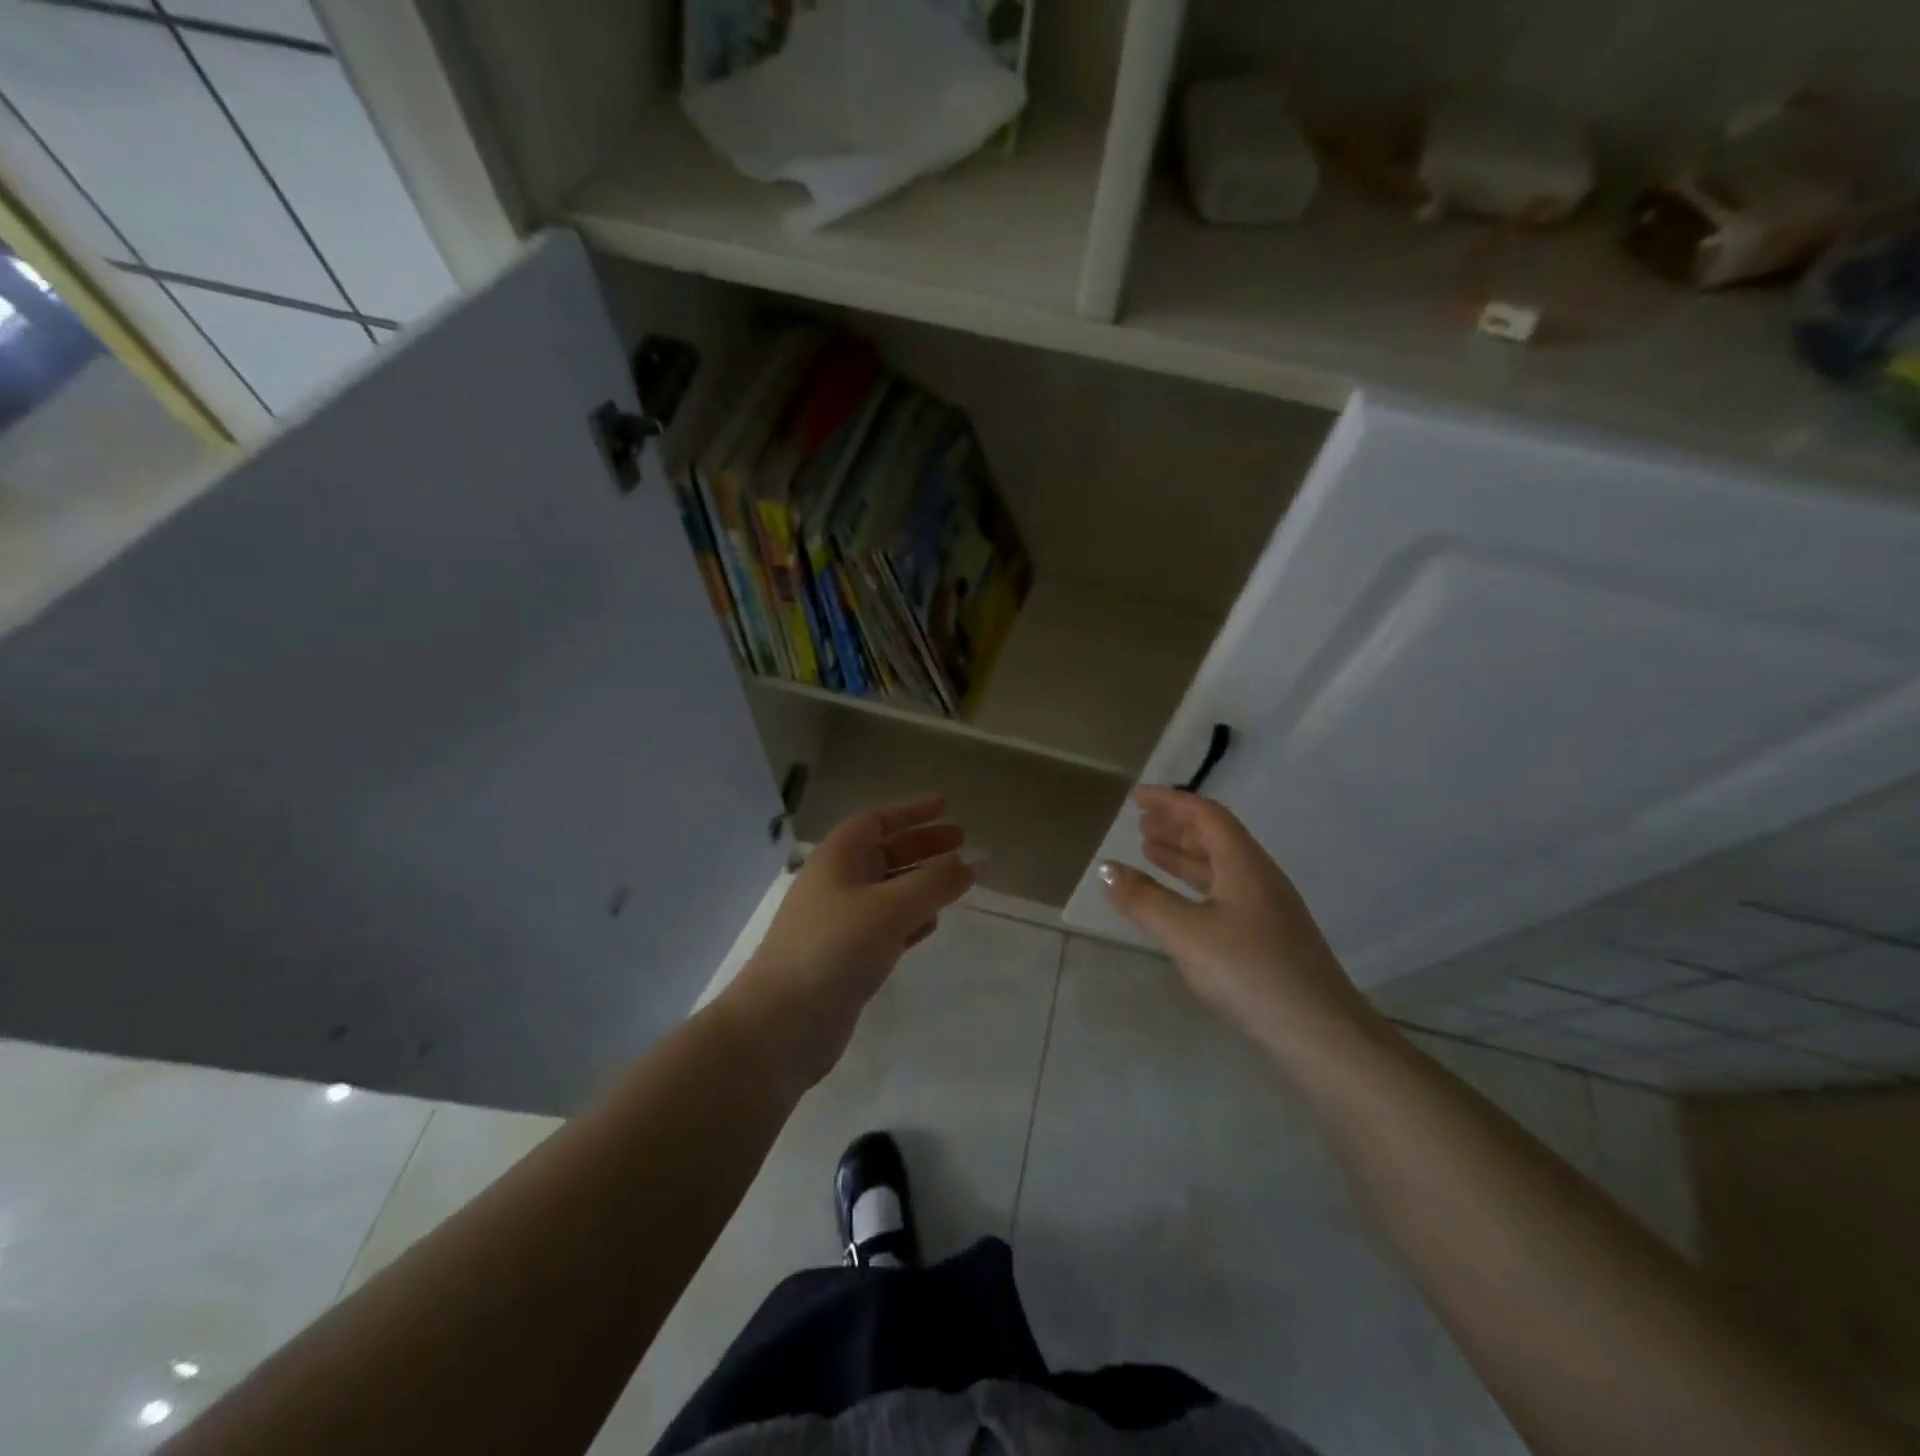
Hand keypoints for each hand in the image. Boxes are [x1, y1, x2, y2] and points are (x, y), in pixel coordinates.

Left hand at [725, 795, 975, 1087]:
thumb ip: (937, 882)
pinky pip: (885, 925)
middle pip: (884, 852)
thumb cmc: (835, 948)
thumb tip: (977, 859)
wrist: (781, 1023)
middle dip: (922, 845)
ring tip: (956, 880)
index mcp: (838, 858)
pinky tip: (931, 923)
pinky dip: (910, 918)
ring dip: (920, 881)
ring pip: (887, 890)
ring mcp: (839, 922)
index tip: (947, 807)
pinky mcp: (845, 957)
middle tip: (962, 842)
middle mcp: (837, 883)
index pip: (877, 820)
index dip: (911, 811)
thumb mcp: (891, 907)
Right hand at [1099, 787, 1379, 1064]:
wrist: (1321, 1034)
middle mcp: (1259, 877)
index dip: (1170, 802)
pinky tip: (1180, 903)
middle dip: (1176, 825)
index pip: (1205, 815)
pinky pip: (1225, 891)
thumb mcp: (1186, 934)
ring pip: (1220, 866)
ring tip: (1149, 852)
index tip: (1137, 798)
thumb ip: (1144, 899)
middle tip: (1140, 823)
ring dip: (1184, 855)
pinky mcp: (1270, 936)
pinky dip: (1195, 884)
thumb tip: (1106, 868)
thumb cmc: (1250, 973)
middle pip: (1215, 836)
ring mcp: (1268, 908)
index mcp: (1244, 864)